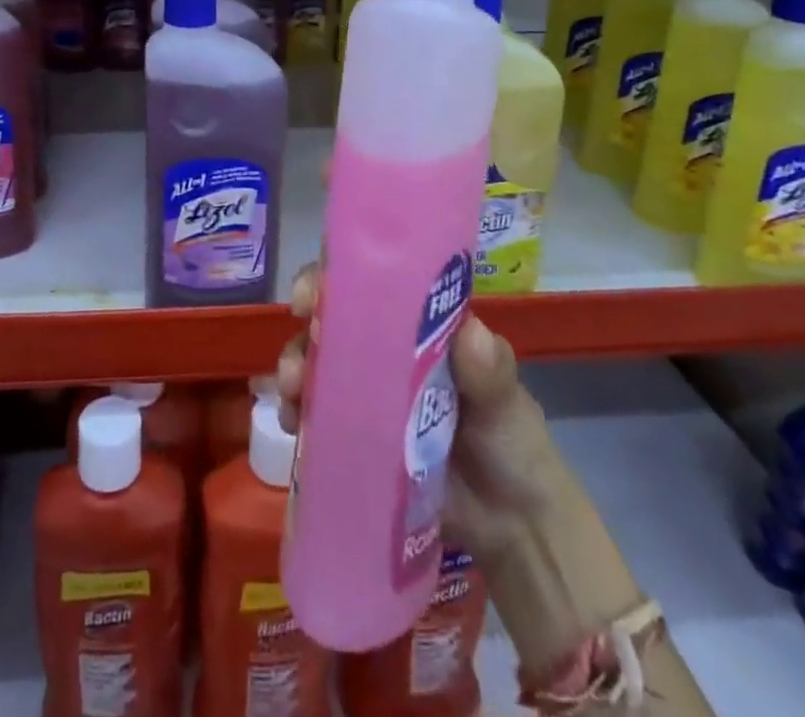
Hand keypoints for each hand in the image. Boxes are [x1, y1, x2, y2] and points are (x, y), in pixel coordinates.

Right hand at [273, 265, 555, 566]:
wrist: (513, 526)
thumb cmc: (512, 443)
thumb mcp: (506, 402)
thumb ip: (490, 369)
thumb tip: (471, 332)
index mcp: (416, 325)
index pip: (369, 283)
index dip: (334, 278)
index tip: (312, 293)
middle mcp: (383, 349)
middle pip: (332, 320)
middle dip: (305, 328)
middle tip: (298, 357)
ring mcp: (365, 392)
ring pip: (316, 362)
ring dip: (294, 368)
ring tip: (290, 396)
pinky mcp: (355, 435)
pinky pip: (315, 413)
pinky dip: (296, 411)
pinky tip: (291, 425)